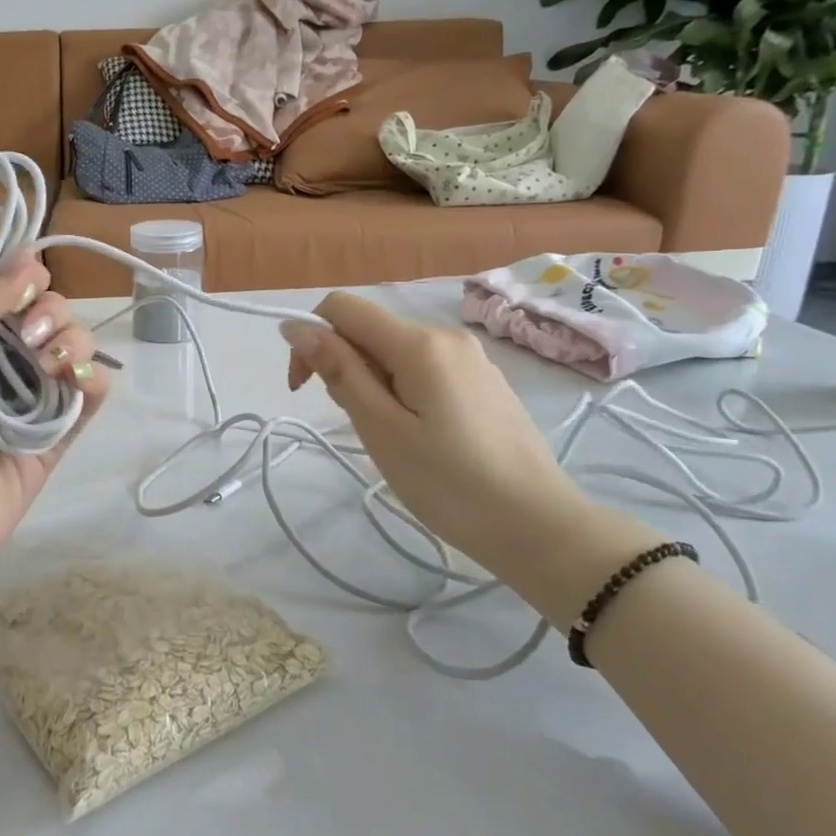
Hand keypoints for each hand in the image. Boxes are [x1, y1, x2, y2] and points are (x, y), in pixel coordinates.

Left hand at [0, 255, 110, 574]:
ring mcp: (34, 397)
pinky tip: (82, 386)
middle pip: (52, 314)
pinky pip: (93, 394)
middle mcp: (2, 360)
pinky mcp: (60, 432)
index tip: (30, 284)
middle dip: (53, 315)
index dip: (26, 279)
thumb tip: (29, 261)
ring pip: (78, 348)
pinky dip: (96, 382)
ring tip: (53, 371)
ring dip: (75, 346)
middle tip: (32, 339)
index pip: (10, 290)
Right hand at [281, 292, 595, 587]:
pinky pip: (425, 368)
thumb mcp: (381, 429)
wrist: (540, 528)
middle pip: (370, 330)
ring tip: (394, 438)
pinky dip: (404, 391)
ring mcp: (471, 358)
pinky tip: (423, 436)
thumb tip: (295, 326)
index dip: (311, 338)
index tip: (306, 389)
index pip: (342, 307)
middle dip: (345, 366)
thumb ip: (339, 371)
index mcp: (419, 342)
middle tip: (362, 426)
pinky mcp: (484, 381)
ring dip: (374, 383)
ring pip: (395, 352)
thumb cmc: (451, 484)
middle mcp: (446, 335)